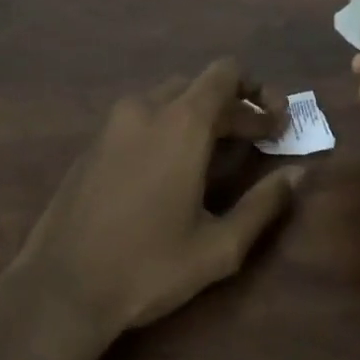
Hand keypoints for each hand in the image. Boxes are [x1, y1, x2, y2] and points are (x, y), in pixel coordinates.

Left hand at [11, 58, 302, 339]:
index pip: (226, 73)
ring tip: (218, 157)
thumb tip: (299, 173)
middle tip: (258, 142)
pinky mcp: (94, 141)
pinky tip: (173, 170)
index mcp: (181, 122)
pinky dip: (168, 126)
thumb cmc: (148, 266)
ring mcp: (114, 122)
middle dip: (234, 108)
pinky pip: (142, 116)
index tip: (276, 124)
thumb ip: (264, 204)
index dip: (258, 90)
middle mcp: (147, 107)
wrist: (61, 287)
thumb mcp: (219, 246)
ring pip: (169, 98)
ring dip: (200, 116)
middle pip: (200, 86)